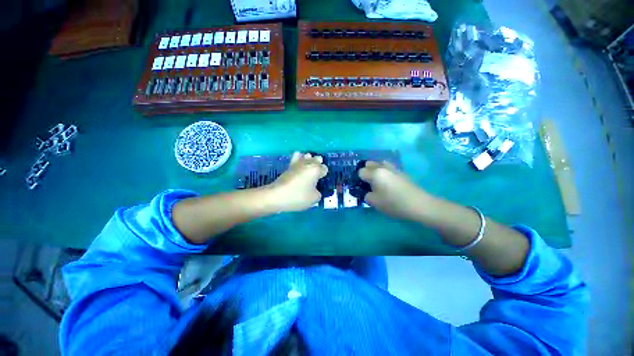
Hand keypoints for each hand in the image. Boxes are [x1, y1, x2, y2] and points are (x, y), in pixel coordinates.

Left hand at [269, 152, 327, 211]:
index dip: (324, 174)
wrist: (277, 195)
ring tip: (308, 169)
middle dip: (318, 165)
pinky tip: (299, 165)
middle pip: (317, 159)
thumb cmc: (298, 196)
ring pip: (307, 155)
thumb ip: (318, 193)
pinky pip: (296, 157)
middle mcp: (308, 163)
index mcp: (316, 170)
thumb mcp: (314, 199)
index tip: (321, 181)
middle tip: (316, 175)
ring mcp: (297, 163)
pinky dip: (299, 158)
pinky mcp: (289, 166)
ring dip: (309, 160)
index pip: (324, 168)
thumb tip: (315, 190)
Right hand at [359, 161, 433, 220]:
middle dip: (366, 171)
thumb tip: (367, 192)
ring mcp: (393, 168)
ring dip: (376, 170)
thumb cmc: (393, 203)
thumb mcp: (375, 202)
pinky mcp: (401, 172)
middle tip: (368, 183)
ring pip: (380, 163)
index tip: (362, 187)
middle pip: (369, 163)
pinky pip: (388, 168)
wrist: (419, 204)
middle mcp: (383, 167)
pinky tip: (388, 182)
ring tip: (378, 181)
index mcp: (375, 173)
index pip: (361, 171)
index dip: (359, 179)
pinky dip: (384, 172)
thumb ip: (366, 195)